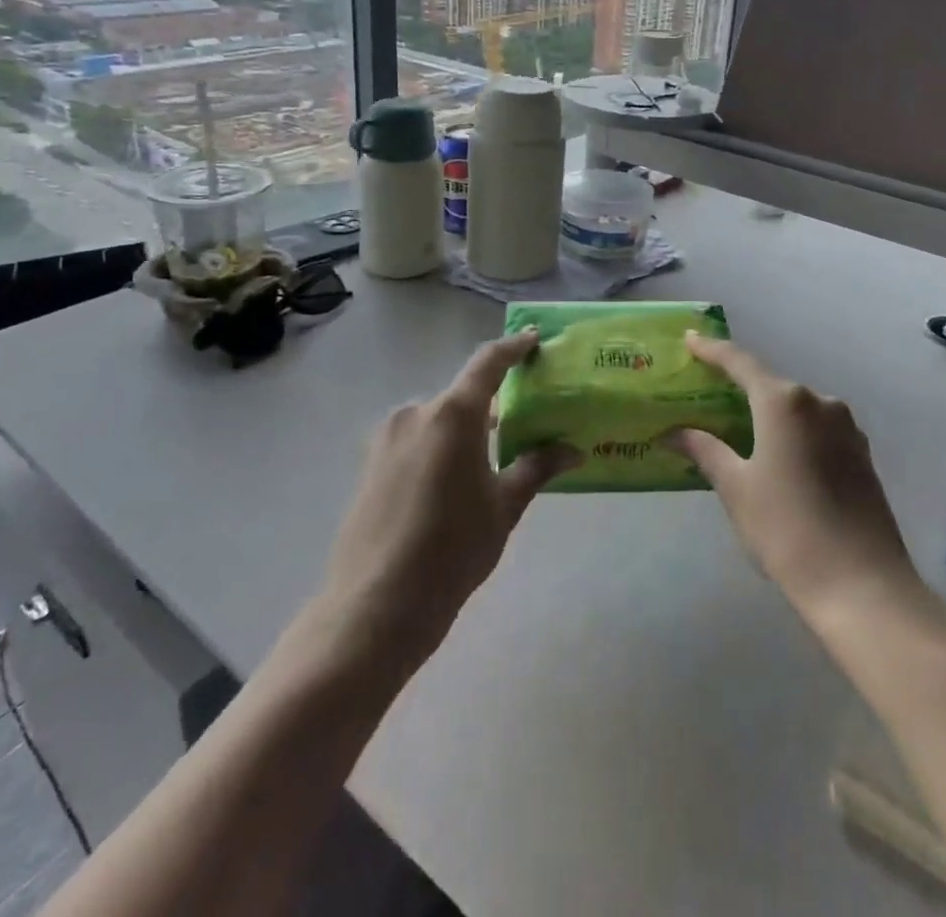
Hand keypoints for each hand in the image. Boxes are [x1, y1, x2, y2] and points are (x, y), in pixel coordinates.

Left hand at [319, 331, 577, 665]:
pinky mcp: (371, 463)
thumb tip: (574, 450)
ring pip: (438, 420)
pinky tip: (452, 483)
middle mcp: (417, 412)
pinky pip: (416, 439)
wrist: (375, 606)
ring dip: (465, 429)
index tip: (533, 339)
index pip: (488, 362)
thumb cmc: (452, 549)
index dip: (514, 347)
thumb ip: (537, 467)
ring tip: (490, 461)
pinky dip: (440, 446)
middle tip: (523, 423)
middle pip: (463, 396)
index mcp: (453, 413)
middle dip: (493, 405)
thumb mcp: (504, 507)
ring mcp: (388, 437)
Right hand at [667, 332, 921, 619]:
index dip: (712, 350)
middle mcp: (820, 402)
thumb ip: (706, 451)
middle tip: (707, 394)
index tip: (690, 339)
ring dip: (767, 413)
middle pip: (770, 384)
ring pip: (796, 408)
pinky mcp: (862, 454)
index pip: (739, 362)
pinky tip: (778, 455)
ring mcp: (847, 428)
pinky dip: (792, 432)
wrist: (862, 586)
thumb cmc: (787, 530)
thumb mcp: (736, 489)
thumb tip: (675, 432)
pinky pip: (817, 429)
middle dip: (739, 387)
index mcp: (784, 402)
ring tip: (739, 429)